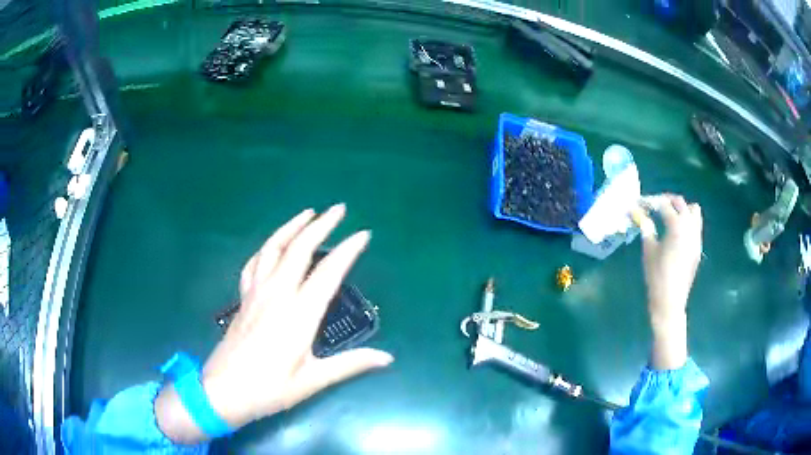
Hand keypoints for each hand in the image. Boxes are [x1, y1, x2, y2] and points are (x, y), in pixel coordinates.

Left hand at [155, 205, 393, 442]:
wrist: (223, 391)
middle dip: (321, 225)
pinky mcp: (243, 298)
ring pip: (273, 249)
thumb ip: (350, 364)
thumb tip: (387, 358)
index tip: (363, 234)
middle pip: (299, 250)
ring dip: (291, 227)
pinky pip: (253, 263)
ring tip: (307, 213)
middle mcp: (277, 295)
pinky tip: (272, 245)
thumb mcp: (313, 380)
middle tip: (338, 209)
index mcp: (298, 315)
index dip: (347, 251)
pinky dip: (266, 248)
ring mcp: (256, 293)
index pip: (328, 274)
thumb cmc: (269, 389)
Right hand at [635, 195, 702, 369]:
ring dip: (682, 209)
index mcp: (676, 227)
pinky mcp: (698, 248)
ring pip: (694, 212)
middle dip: (667, 201)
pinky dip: (687, 222)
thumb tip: (638, 214)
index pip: (664, 205)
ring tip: (669, 217)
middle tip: (655, 206)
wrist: (670, 301)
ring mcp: (696, 238)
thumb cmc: (657, 276)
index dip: (651, 202)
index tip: (641, 204)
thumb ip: (646, 229)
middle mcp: (690, 228)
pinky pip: (696, 226)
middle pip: (681, 203)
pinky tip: (676, 233)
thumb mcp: (648, 251)